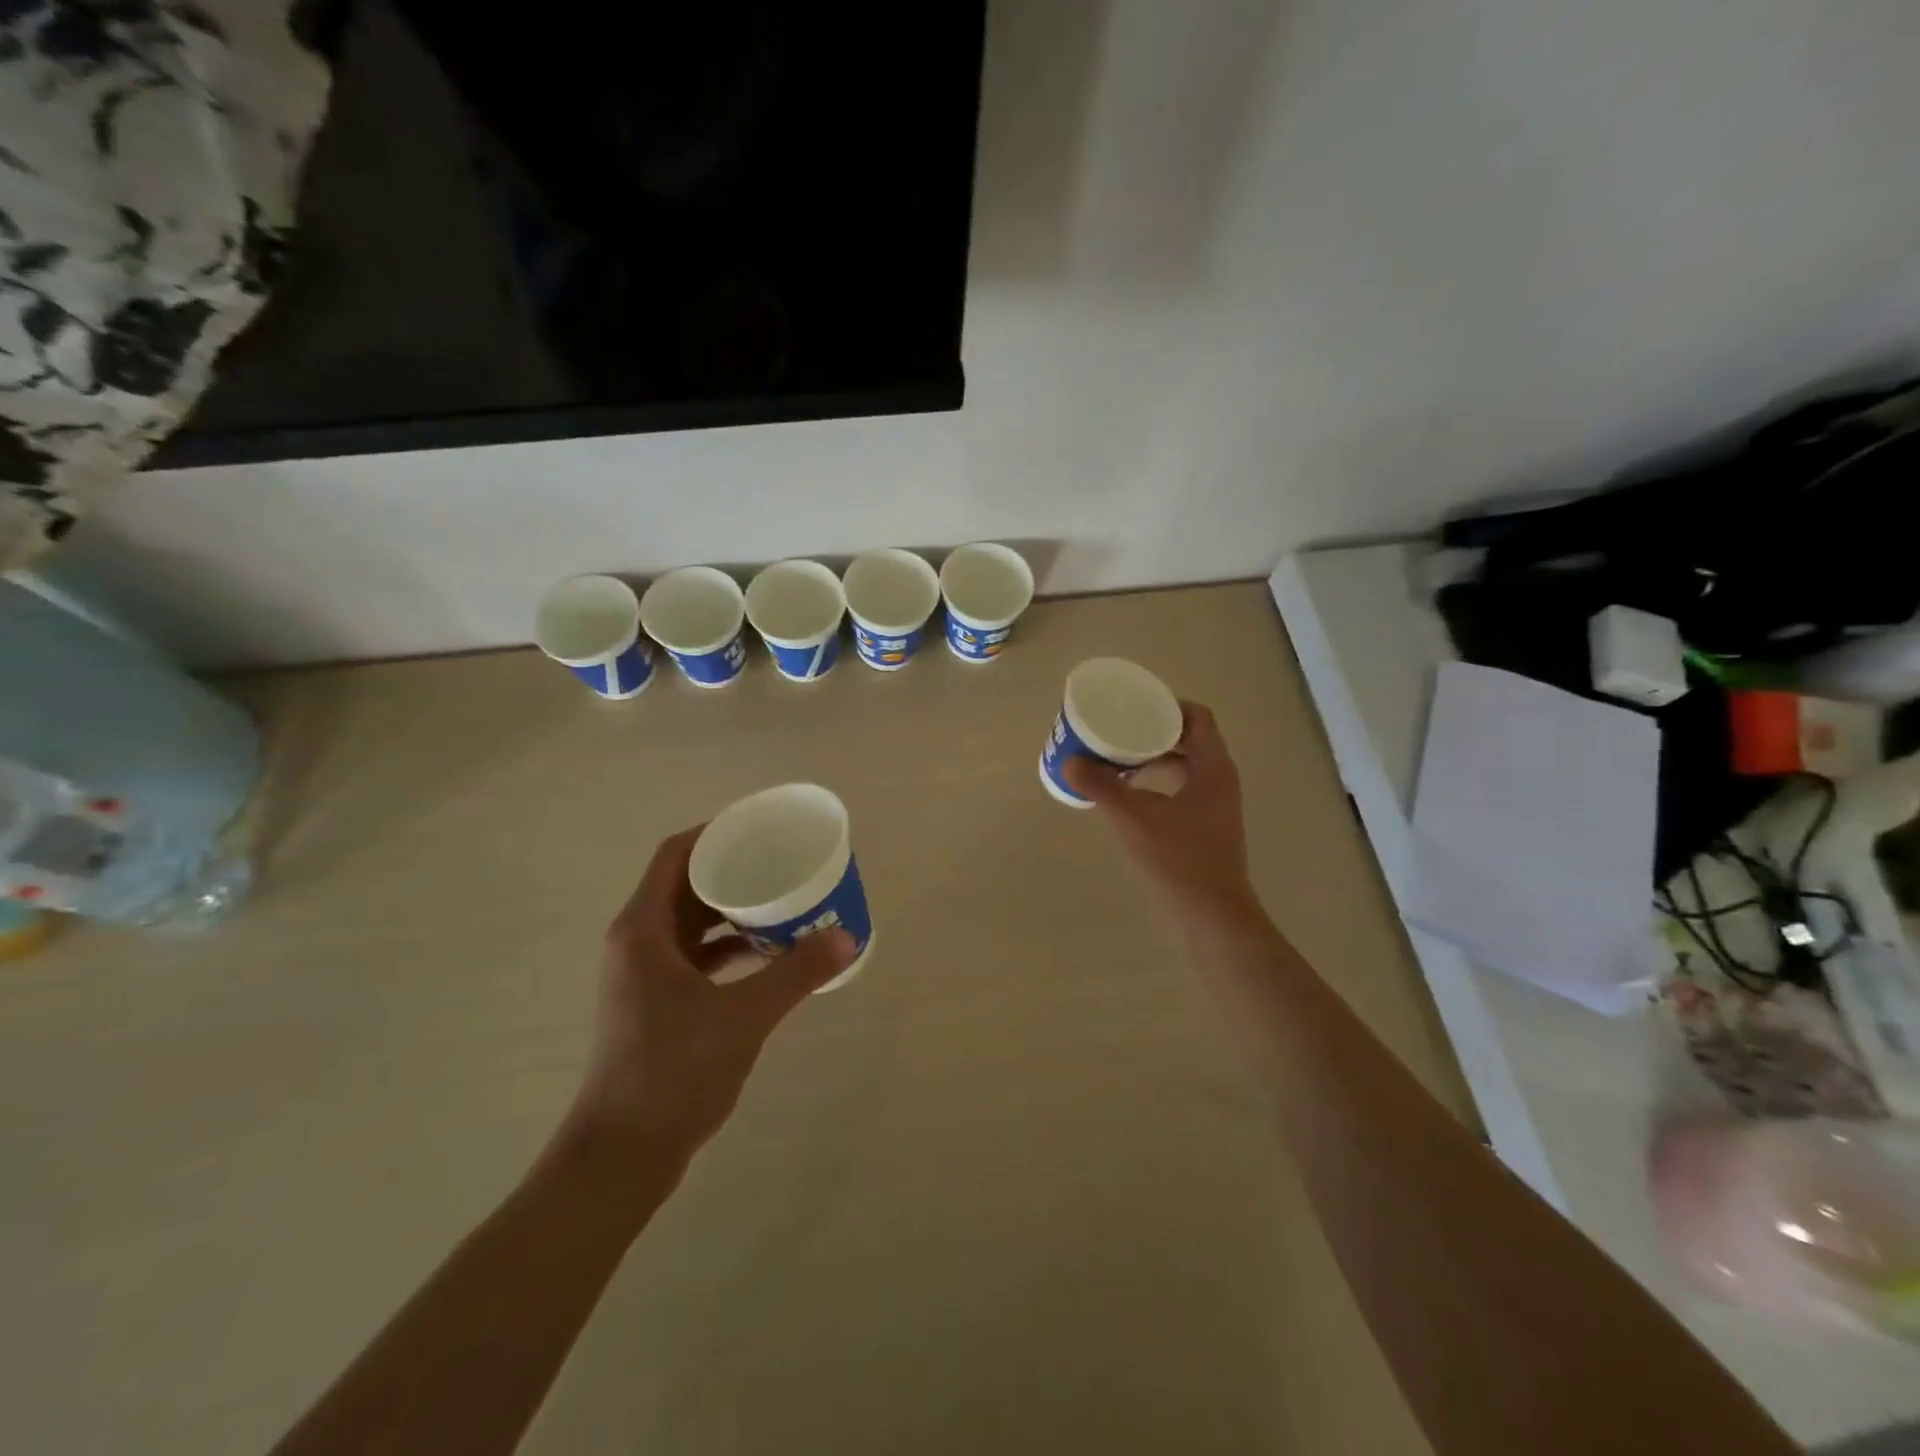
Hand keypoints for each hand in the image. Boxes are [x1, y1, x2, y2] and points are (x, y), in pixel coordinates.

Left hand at [562, 827, 855, 1175]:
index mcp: (643, 929)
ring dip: (733, 908)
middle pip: (686, 884)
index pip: (677, 855)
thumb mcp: (743, 1016)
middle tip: (782, 861)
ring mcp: (644, 974)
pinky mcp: (656, 1002)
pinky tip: (768, 952)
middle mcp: (638, 942)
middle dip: (734, 868)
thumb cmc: (672, 1072)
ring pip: (692, 921)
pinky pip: (697, 954)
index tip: (762, 827)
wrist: (622, 1155)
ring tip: (783, 900)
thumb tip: (846, 936)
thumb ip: (796, 973)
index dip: (717, 833)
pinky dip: (729, 945)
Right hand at [1062, 701, 1260, 926]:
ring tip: (1118, 757)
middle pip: (1189, 737)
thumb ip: (1102, 787)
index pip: (1197, 716)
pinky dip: (1158, 780)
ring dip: (1154, 756)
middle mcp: (1220, 778)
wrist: (1212, 914)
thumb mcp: (1133, 819)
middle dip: (1153, 730)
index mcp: (1212, 766)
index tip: (1134, 707)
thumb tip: (1070, 762)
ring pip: (1185, 763)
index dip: (1166, 706)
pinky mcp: (1208, 823)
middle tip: (1118, 729)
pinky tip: (1131, 793)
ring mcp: (1216, 803)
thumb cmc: (1178, 860)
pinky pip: (1183, 786)